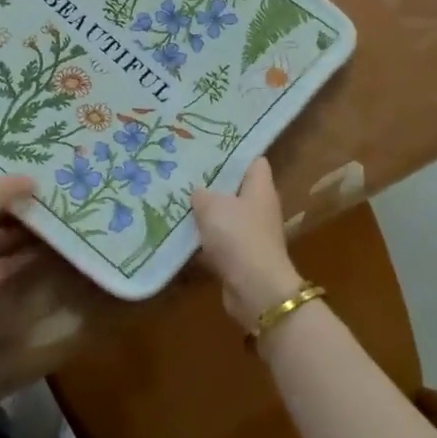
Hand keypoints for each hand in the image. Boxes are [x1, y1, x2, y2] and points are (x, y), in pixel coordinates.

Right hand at [192, 158, 305, 330]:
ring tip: (176, 200)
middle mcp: (260, 208)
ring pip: (225, 216)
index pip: (253, 161)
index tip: (208, 148)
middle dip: (212, 183)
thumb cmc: (238, 236)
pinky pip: (219, 242)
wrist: (255, 290)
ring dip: (205, 213)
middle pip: (236, 188)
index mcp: (260, 188)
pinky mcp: (241, 258)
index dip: (233, 153)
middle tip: (184, 173)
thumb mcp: (212, 206)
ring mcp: (252, 234)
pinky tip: (179, 234)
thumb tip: (197, 192)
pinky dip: (203, 240)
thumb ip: (201, 194)